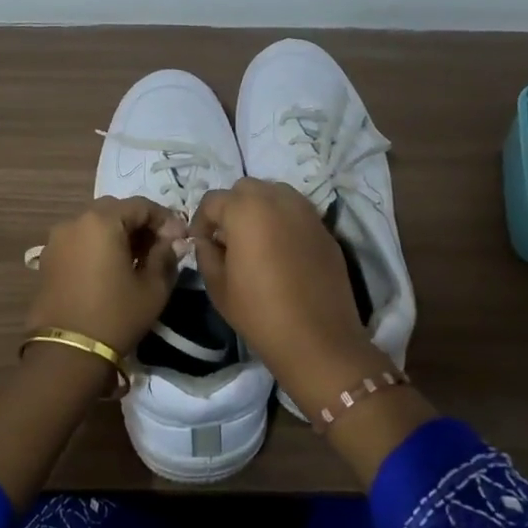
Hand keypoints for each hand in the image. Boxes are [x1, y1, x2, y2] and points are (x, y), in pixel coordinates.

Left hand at [26, 196, 188, 354]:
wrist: (67, 351)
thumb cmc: (116, 315)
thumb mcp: (153, 287)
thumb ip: (166, 255)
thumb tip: (173, 240)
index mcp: (102, 221)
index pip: (141, 206)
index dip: (165, 219)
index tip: (180, 238)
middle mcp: (75, 221)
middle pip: (115, 210)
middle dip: (140, 224)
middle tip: (159, 246)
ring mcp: (57, 239)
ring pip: (95, 224)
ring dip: (118, 234)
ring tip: (137, 259)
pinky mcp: (49, 258)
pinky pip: (80, 240)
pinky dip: (99, 245)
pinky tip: (112, 268)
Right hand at [189, 179, 383, 399]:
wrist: (318, 338)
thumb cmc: (260, 313)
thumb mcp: (218, 286)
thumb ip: (206, 254)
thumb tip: (208, 240)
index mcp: (246, 210)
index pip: (213, 200)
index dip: (201, 221)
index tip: (201, 244)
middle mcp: (278, 199)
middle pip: (245, 189)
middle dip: (231, 208)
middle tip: (227, 239)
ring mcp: (306, 212)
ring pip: (275, 194)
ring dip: (259, 209)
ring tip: (255, 241)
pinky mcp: (325, 228)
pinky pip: (297, 212)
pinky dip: (283, 221)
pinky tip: (281, 252)